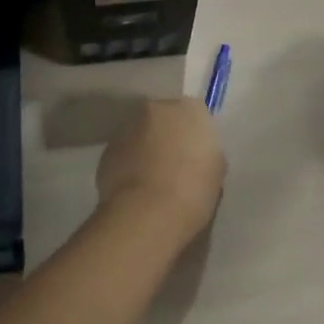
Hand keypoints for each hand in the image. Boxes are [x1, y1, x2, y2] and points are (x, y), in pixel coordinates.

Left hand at [97, 97, 225, 244]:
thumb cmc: (193, 190)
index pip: (194, 114)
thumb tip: (196, 155)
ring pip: (141, 134)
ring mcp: (129, 127)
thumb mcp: (216, 170)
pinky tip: (135, 188)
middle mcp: (157, 109)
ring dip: (145, 148)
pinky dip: (128, 164)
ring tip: (151, 179)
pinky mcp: (107, 149)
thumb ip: (205, 152)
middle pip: (164, 118)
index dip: (193, 135)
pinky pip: (123, 153)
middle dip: (167, 136)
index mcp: (190, 109)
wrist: (148, 214)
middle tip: (173, 164)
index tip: (194, 155)